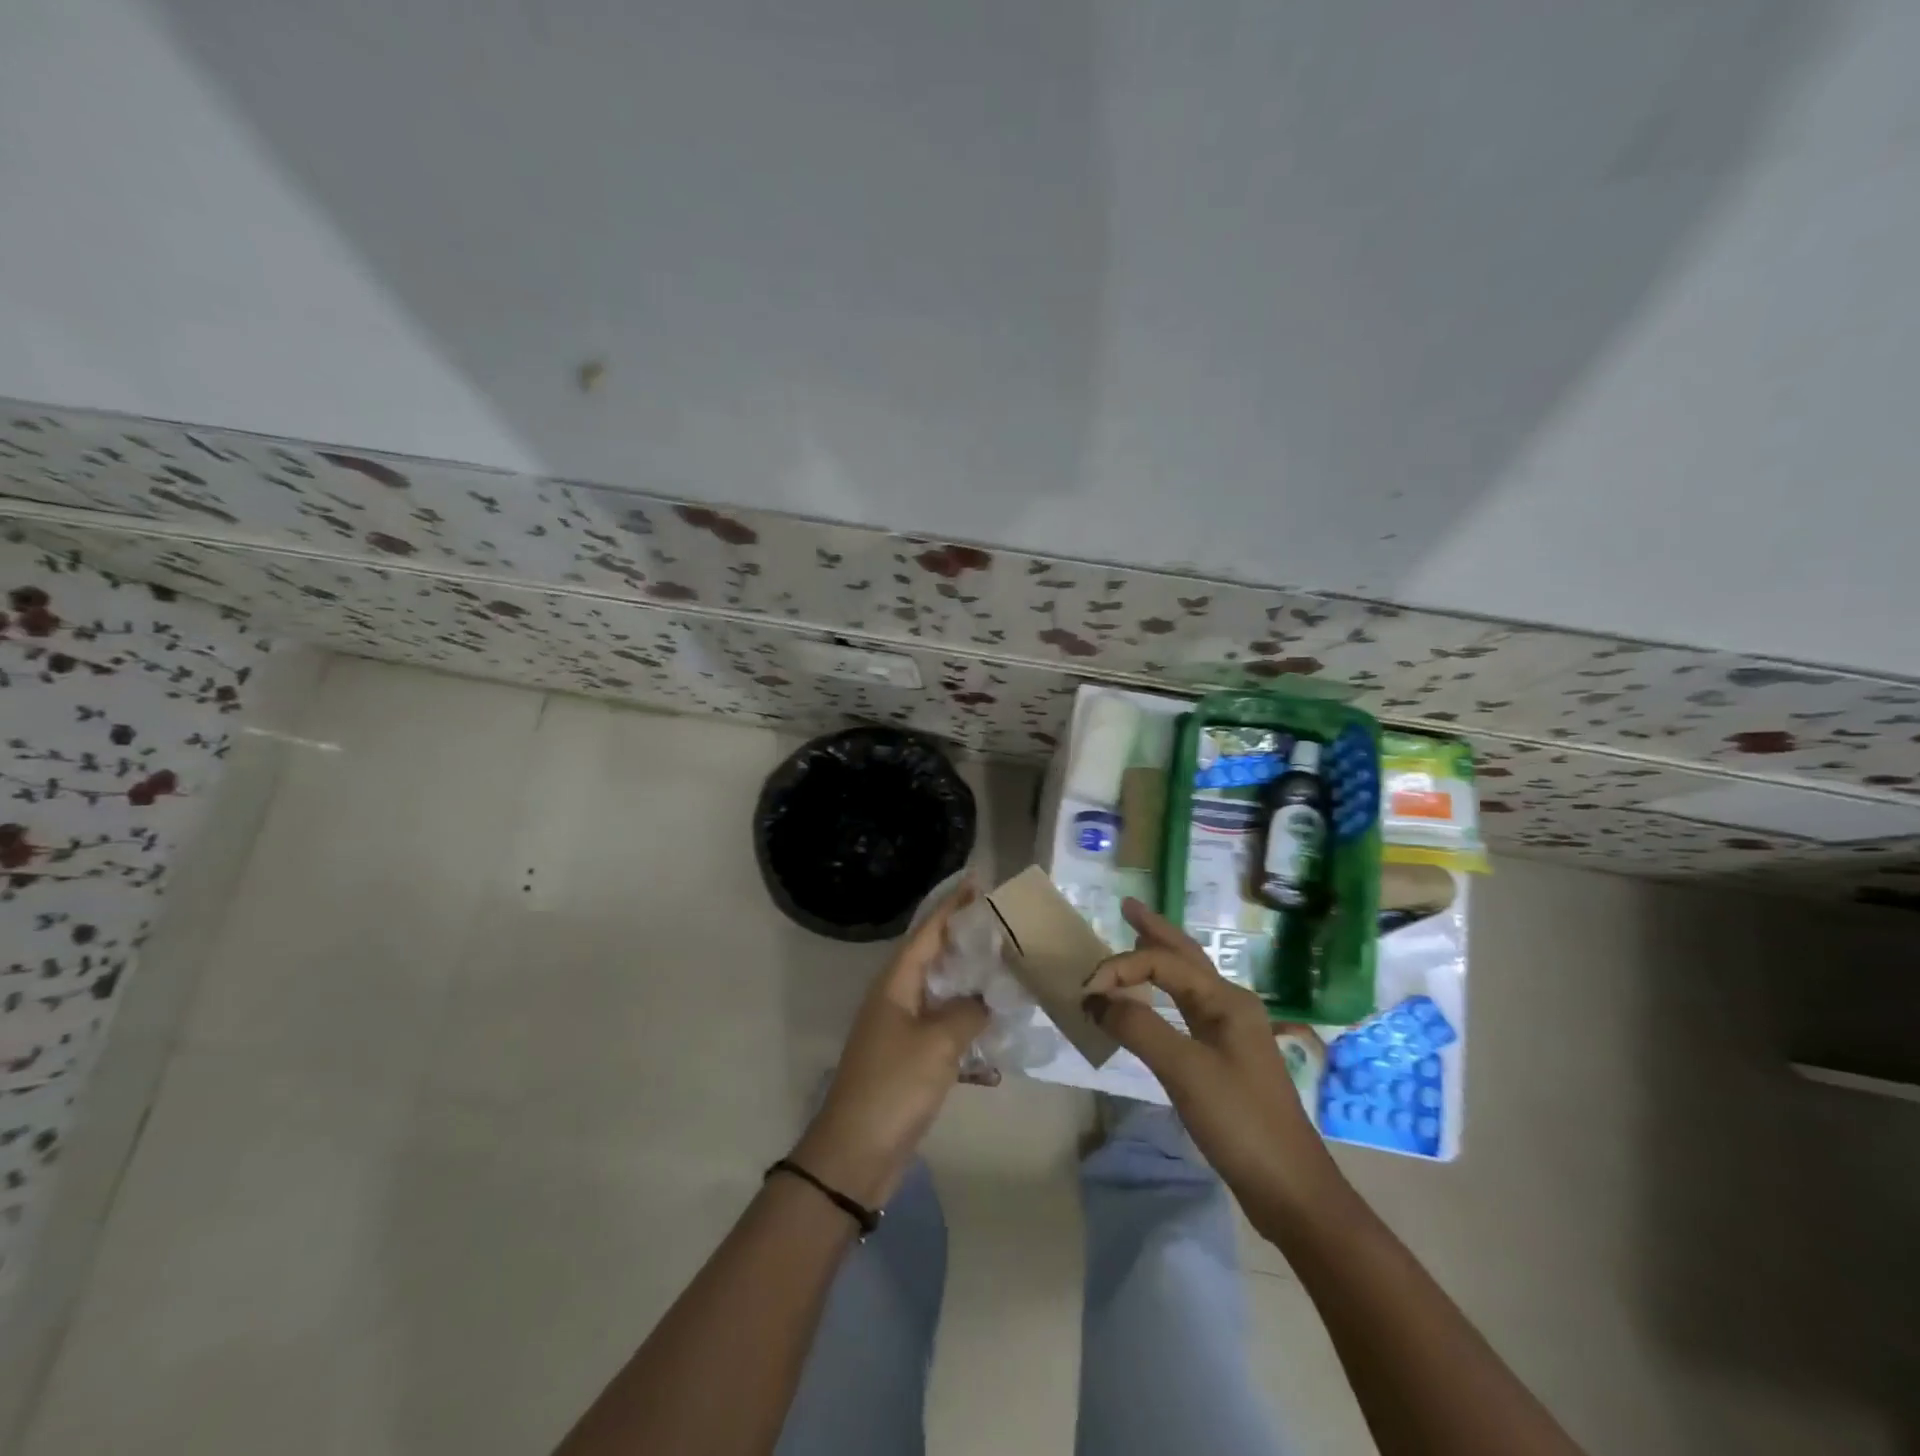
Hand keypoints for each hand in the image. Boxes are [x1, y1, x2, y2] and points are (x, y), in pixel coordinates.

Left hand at [791, 883, 989, 1208]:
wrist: (856, 1153)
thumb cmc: (894, 1087)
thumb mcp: (938, 1045)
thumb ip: (967, 1013)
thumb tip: (985, 999)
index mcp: (896, 983)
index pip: (928, 932)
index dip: (953, 906)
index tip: (979, 882)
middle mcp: (897, 998)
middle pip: (935, 958)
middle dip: (967, 940)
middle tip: (1005, 926)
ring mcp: (901, 1029)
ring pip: (942, 994)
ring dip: (971, 984)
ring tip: (1007, 971)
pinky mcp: (910, 1059)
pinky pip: (944, 1028)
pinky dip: (968, 1026)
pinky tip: (996, 1034)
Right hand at [1082, 899, 1347, 1229]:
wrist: (1289, 1189)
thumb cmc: (1240, 1121)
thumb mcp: (1184, 1070)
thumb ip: (1138, 1027)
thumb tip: (1096, 998)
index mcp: (1227, 1000)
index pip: (1163, 963)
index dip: (1121, 969)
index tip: (1086, 993)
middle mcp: (1231, 1006)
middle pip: (1186, 957)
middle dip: (1155, 931)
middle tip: (1127, 908)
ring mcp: (1230, 1033)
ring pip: (1188, 982)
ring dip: (1160, 960)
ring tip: (1136, 940)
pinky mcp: (1224, 1059)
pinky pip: (1186, 1010)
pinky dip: (1163, 995)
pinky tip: (1153, 1001)